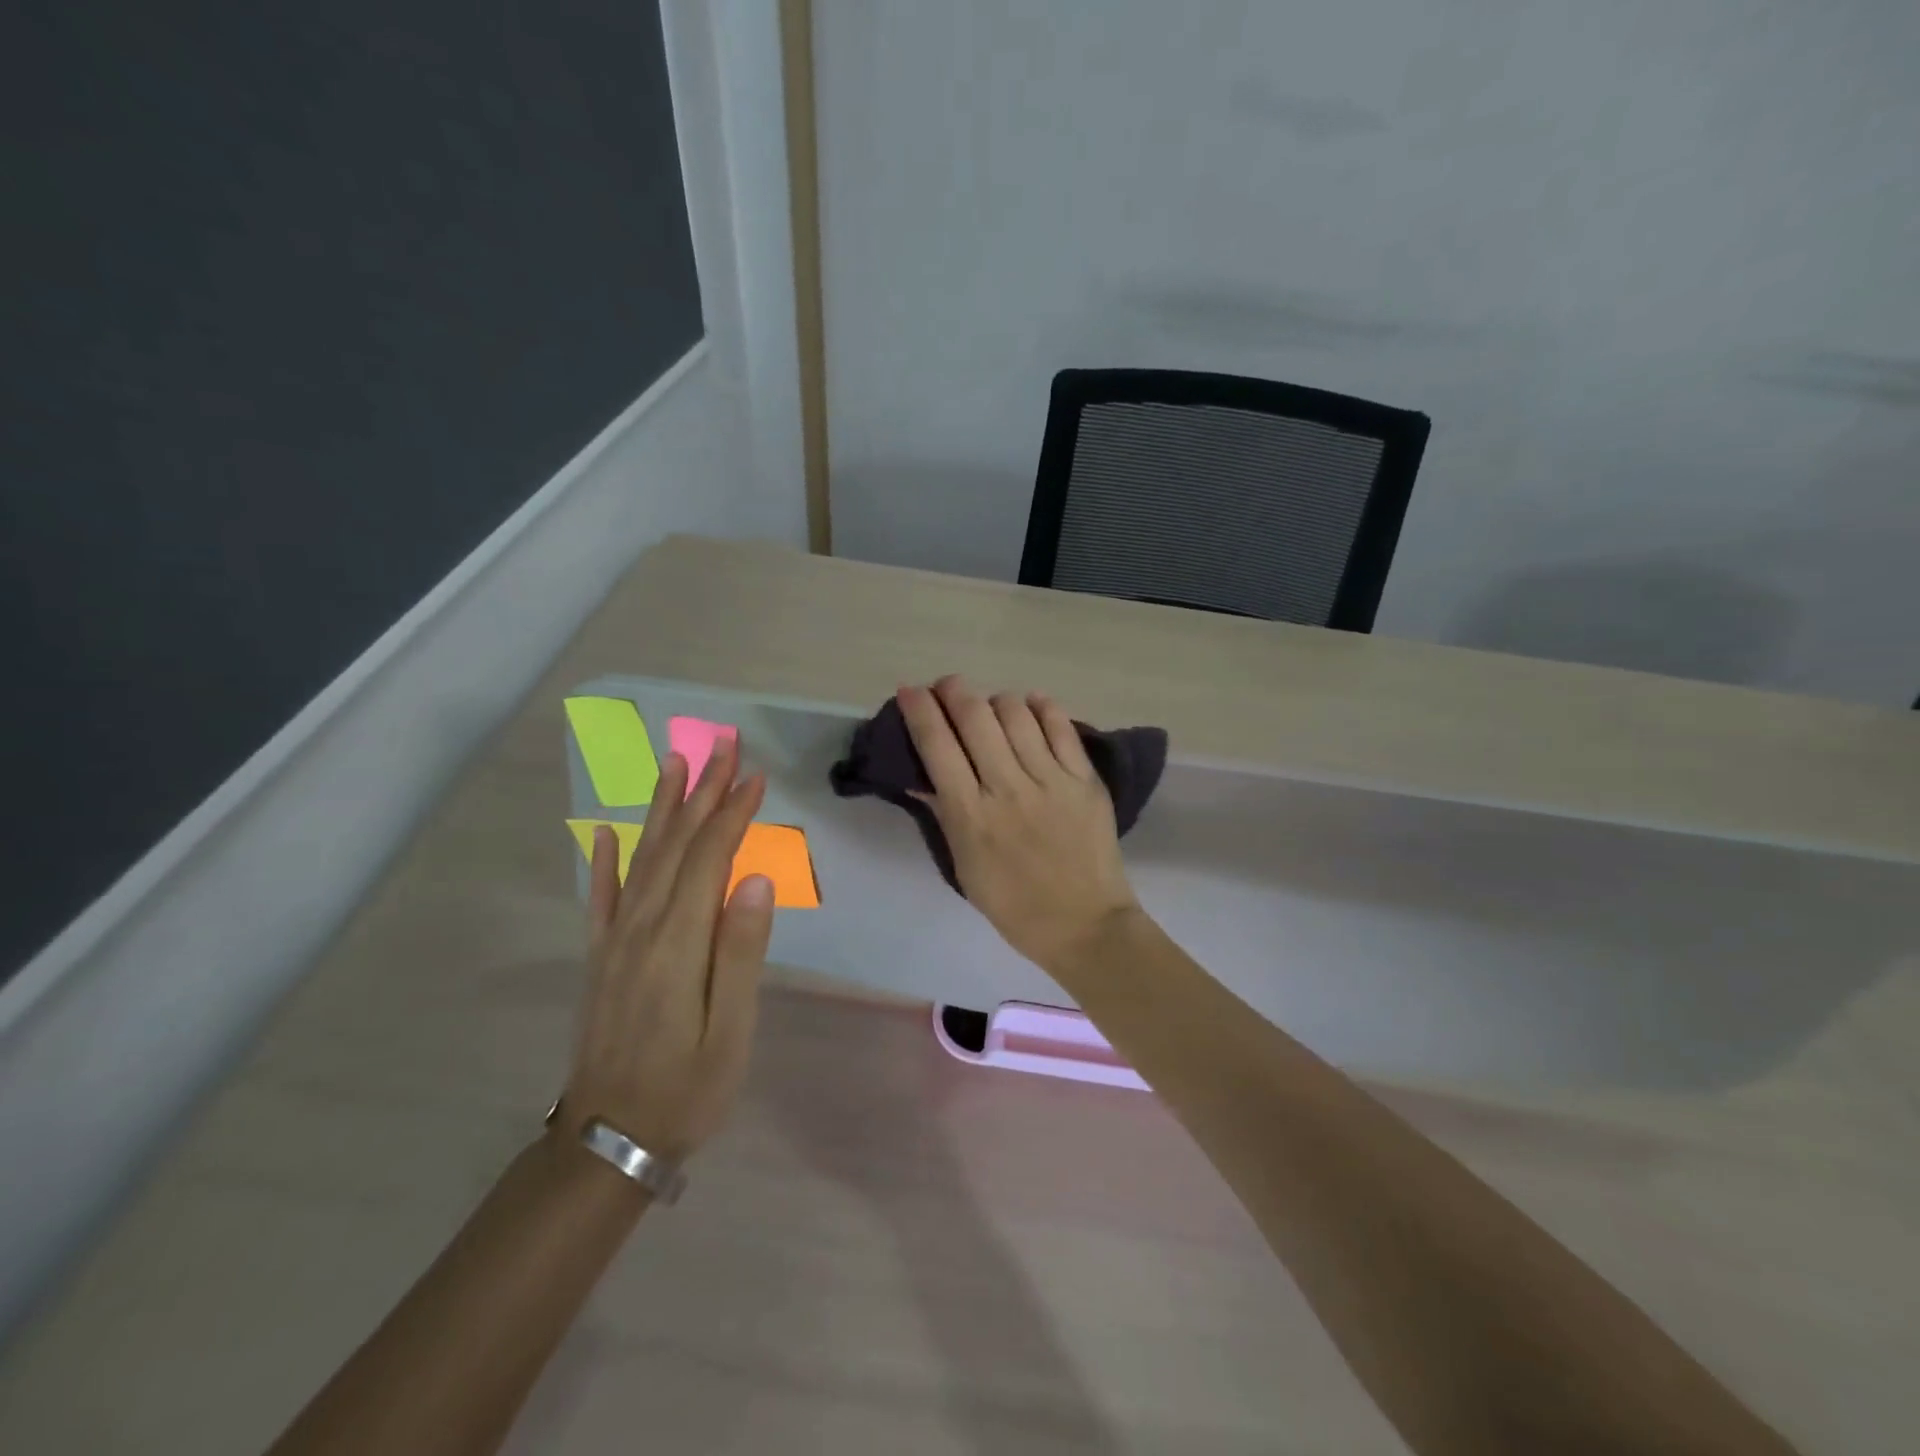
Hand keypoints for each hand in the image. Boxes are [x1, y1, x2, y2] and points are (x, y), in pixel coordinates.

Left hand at [563, 737, 773, 1161]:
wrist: (608, 1142)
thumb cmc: (688, 1088)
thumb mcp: (731, 1031)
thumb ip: (741, 953)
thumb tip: (756, 881)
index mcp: (679, 942)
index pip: (710, 859)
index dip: (733, 813)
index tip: (756, 775)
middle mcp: (642, 928)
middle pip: (676, 845)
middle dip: (702, 792)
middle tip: (722, 747)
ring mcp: (615, 941)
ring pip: (642, 858)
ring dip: (662, 808)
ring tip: (675, 764)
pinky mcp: (600, 957)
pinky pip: (601, 897)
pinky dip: (605, 860)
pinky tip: (606, 833)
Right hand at [898, 676, 1140, 972]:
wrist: (1085, 924)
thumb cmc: (1013, 904)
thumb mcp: (964, 866)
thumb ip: (944, 814)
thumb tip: (920, 774)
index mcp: (972, 815)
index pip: (937, 747)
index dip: (919, 711)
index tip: (910, 691)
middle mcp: (1008, 788)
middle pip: (975, 717)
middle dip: (954, 690)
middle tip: (947, 686)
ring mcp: (1051, 780)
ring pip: (1017, 713)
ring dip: (996, 699)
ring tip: (991, 706)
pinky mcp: (1085, 779)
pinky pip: (1061, 727)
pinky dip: (1042, 707)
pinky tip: (1032, 704)